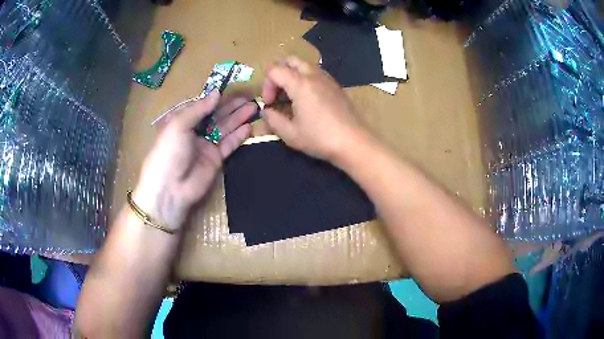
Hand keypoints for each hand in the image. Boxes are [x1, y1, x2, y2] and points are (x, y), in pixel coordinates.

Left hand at [133, 92, 255, 228]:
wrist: (170, 189)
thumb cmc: (169, 152)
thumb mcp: (178, 125)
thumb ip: (198, 109)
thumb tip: (217, 94)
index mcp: (182, 121)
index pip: (202, 106)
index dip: (217, 98)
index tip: (233, 90)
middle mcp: (195, 132)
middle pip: (216, 115)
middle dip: (232, 106)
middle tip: (250, 97)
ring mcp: (206, 146)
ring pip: (225, 128)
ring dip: (239, 118)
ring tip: (255, 107)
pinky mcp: (215, 159)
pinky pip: (229, 144)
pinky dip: (238, 136)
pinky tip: (249, 126)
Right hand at [261, 56, 362, 160]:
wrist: (353, 142)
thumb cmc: (320, 138)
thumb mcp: (290, 134)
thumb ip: (273, 119)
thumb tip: (267, 111)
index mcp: (300, 84)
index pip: (275, 70)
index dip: (266, 86)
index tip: (270, 104)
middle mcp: (314, 75)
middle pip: (290, 61)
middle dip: (278, 74)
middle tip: (278, 94)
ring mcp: (327, 79)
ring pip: (304, 65)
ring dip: (292, 75)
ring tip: (291, 97)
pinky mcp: (336, 85)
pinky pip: (315, 73)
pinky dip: (305, 79)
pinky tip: (307, 100)